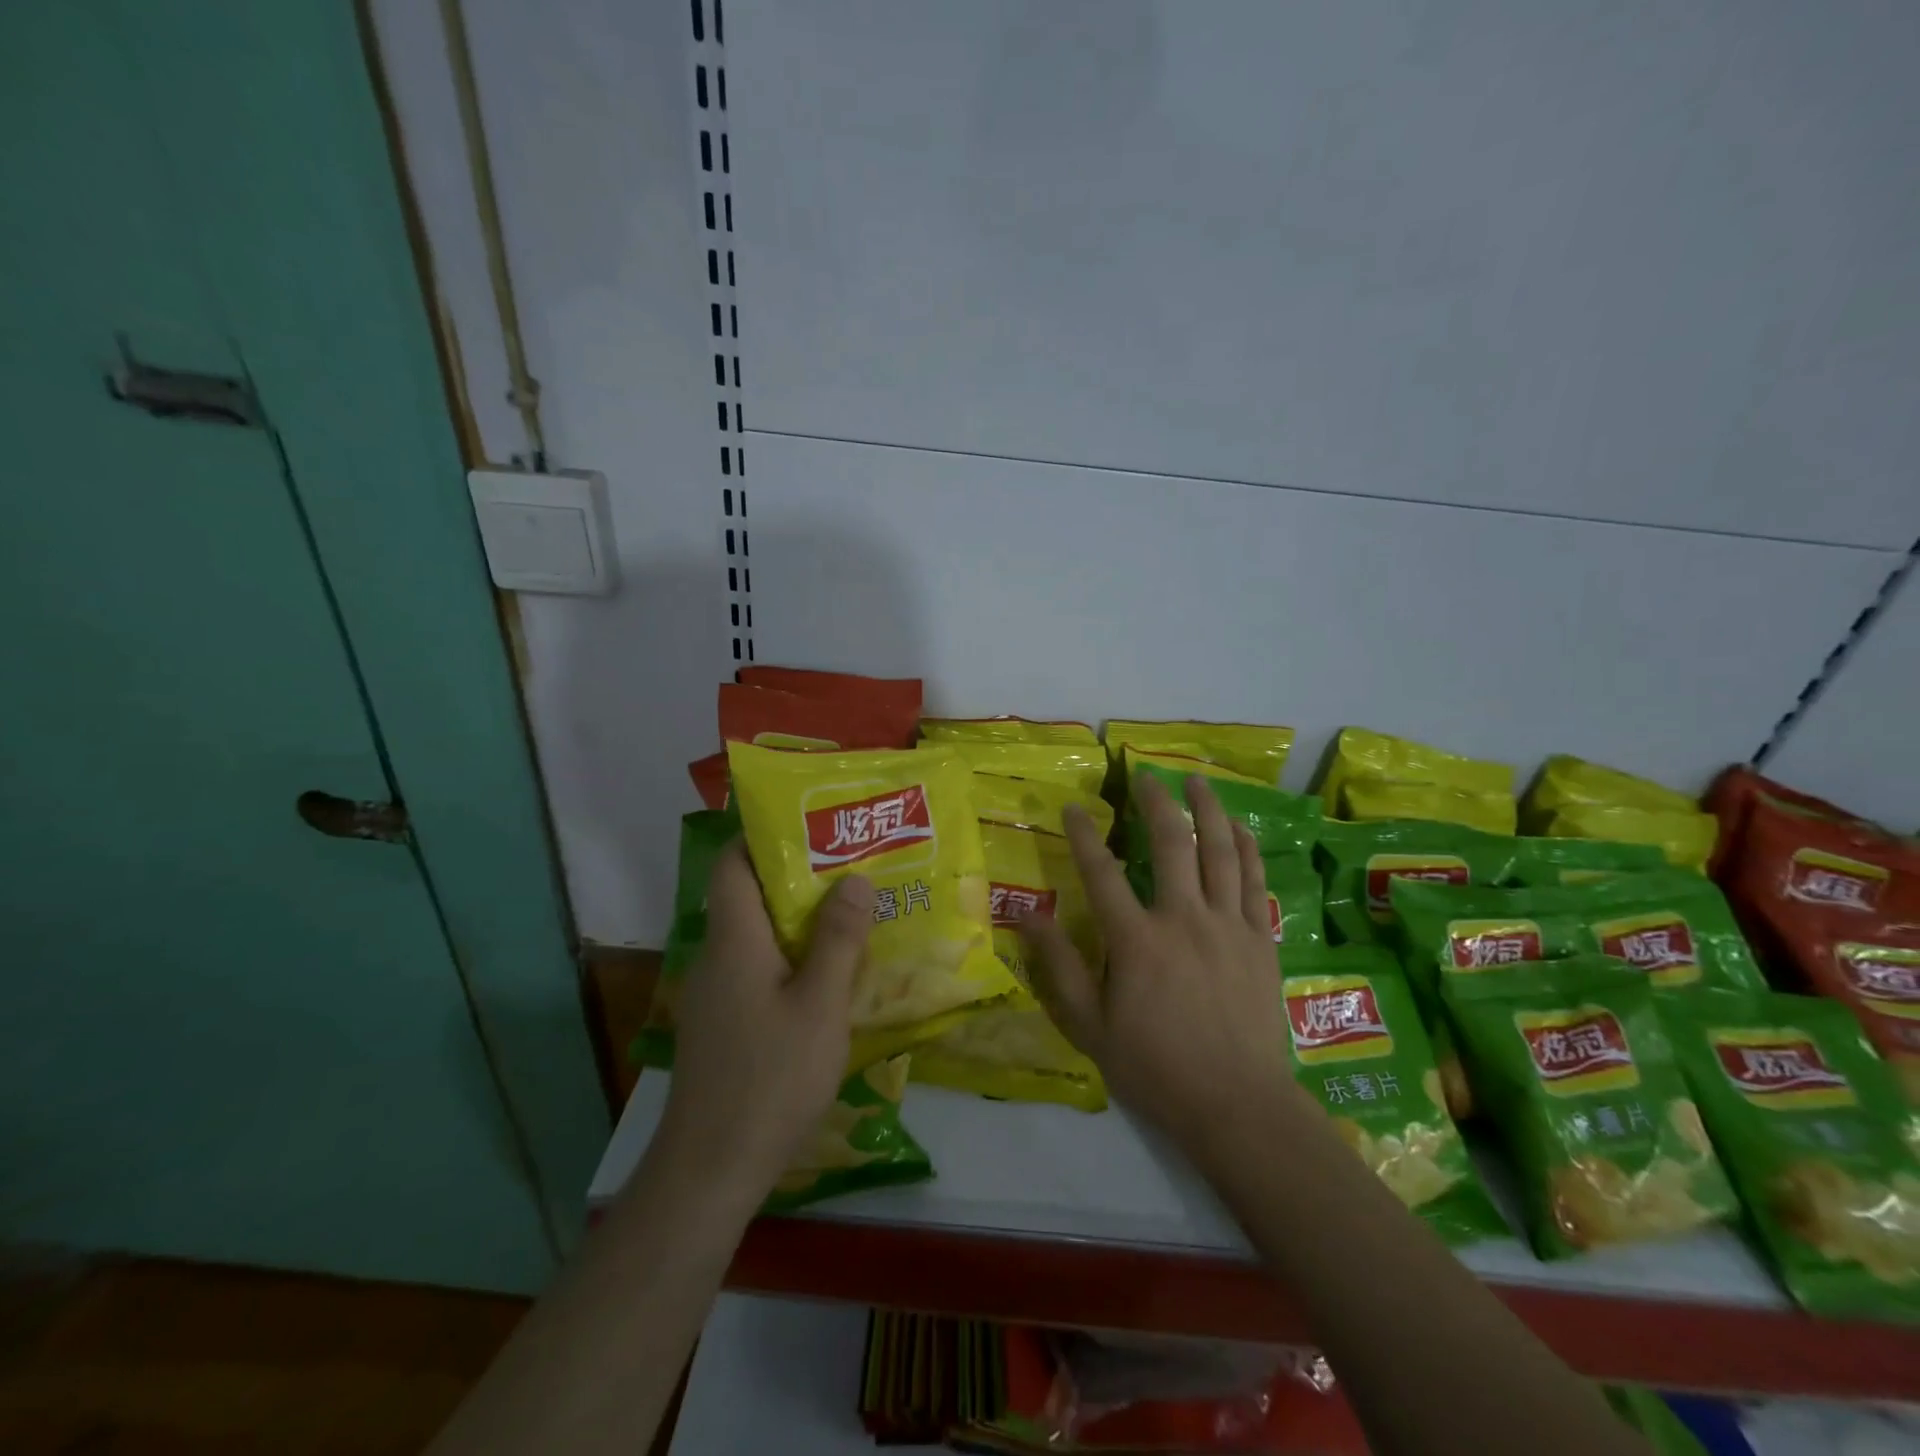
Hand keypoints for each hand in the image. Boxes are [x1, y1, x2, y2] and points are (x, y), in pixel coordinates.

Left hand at [655, 841, 874, 1197]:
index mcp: (734, 940)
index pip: (732, 863)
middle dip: (798, 876)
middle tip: (852, 865)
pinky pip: (759, 970)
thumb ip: (838, 940)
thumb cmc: (769, 1079)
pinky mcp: (724, 1025)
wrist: (710, 1171)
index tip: (811, 823)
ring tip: (853, 911)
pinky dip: (792, 958)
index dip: (762, 835)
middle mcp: (717, 957)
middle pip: (750, 896)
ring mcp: (717, 994)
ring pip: (758, 936)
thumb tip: (855, 878)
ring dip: (800, 920)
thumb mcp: (820, 1006)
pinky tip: (831, 975)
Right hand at [1020, 773, 1294, 1148]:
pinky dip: (1246, 849)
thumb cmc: (1155, 1067)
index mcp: (1136, 940)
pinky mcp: (1261, 939)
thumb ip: (1059, 967)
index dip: (1083, 835)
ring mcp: (1228, 926)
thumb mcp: (1090, 1026)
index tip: (1072, 807)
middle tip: (1146, 775)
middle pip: (1171, 844)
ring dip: (1208, 810)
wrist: (1236, 1104)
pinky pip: (1254, 881)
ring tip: (1197, 780)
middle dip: (1156, 802)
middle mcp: (1183, 919)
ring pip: (1220, 852)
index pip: (1102, 872)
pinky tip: (1238, 827)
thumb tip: (1028, 917)